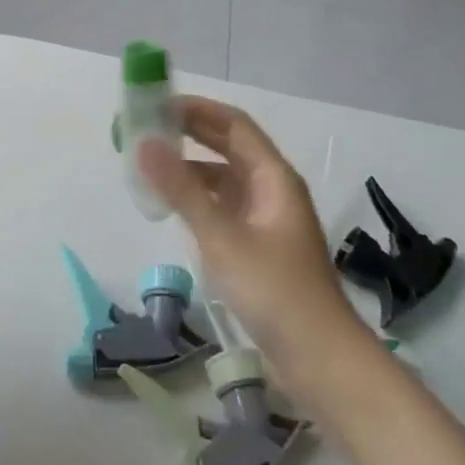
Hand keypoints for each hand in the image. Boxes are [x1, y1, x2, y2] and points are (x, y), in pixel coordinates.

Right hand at [138, 96, 363, 378]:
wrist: (320, 360)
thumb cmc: (275, 292)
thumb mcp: (222, 238)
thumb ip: (182, 190)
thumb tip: (144, 143)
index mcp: (273, 176)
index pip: (233, 124)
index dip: (196, 109)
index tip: (155, 104)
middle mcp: (271, 189)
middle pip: (227, 147)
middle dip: (188, 133)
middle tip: (144, 129)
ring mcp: (265, 219)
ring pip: (223, 178)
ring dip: (189, 168)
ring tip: (148, 166)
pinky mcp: (258, 246)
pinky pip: (222, 207)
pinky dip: (196, 199)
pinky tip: (170, 207)